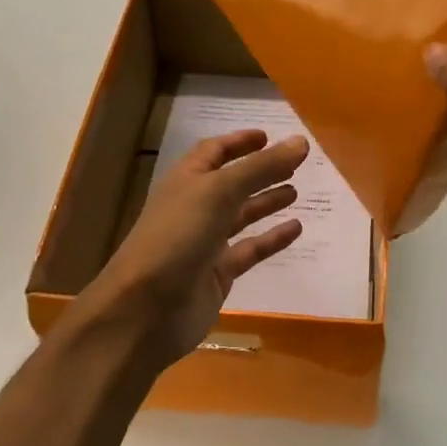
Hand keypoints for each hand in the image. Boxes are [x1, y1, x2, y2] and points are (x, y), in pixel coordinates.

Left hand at [84, 129, 308, 368]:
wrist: (146, 309)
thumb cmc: (177, 237)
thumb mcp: (220, 192)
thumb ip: (261, 167)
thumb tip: (301, 141)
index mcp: (187, 180)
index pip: (214, 152)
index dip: (239, 142)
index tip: (269, 136)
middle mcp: (195, 207)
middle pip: (231, 183)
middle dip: (260, 171)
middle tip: (295, 163)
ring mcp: (205, 243)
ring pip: (241, 216)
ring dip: (266, 202)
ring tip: (297, 191)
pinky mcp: (217, 274)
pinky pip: (249, 250)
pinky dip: (271, 239)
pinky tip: (296, 229)